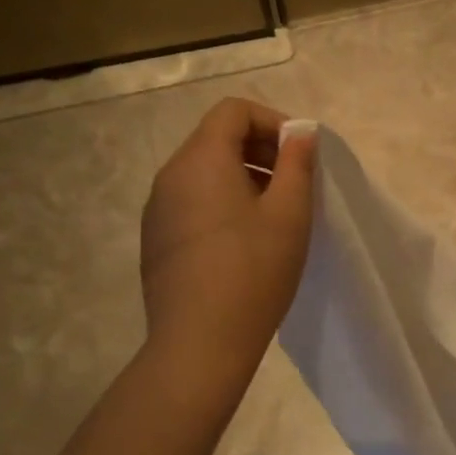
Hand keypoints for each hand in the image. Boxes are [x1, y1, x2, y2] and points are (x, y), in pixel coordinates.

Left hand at [141, 99, 315, 377]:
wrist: (199, 344)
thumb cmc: (253, 272)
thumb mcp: (290, 214)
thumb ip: (298, 164)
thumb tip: (300, 133)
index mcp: (201, 160)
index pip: (233, 111)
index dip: (273, 121)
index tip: (300, 155)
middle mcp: (170, 176)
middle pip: (216, 138)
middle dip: (261, 150)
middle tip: (294, 184)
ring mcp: (157, 210)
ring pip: (204, 172)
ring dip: (243, 178)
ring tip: (274, 215)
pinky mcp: (156, 239)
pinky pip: (191, 202)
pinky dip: (221, 203)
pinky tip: (244, 243)